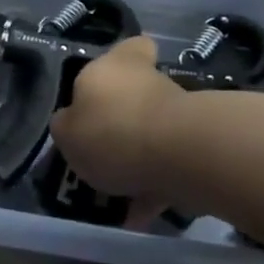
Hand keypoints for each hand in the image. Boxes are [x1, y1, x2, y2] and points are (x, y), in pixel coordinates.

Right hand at [49, 37, 184, 202]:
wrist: (179, 157)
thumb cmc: (111, 131)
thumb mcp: (66, 132)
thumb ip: (67, 126)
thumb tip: (71, 123)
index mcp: (115, 65)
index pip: (131, 47)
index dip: (126, 60)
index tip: (112, 84)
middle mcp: (149, 81)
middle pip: (138, 94)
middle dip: (125, 119)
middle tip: (102, 148)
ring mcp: (178, 113)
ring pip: (153, 133)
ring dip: (139, 158)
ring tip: (116, 194)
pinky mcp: (197, 146)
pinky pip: (167, 167)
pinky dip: (153, 189)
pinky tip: (136, 216)